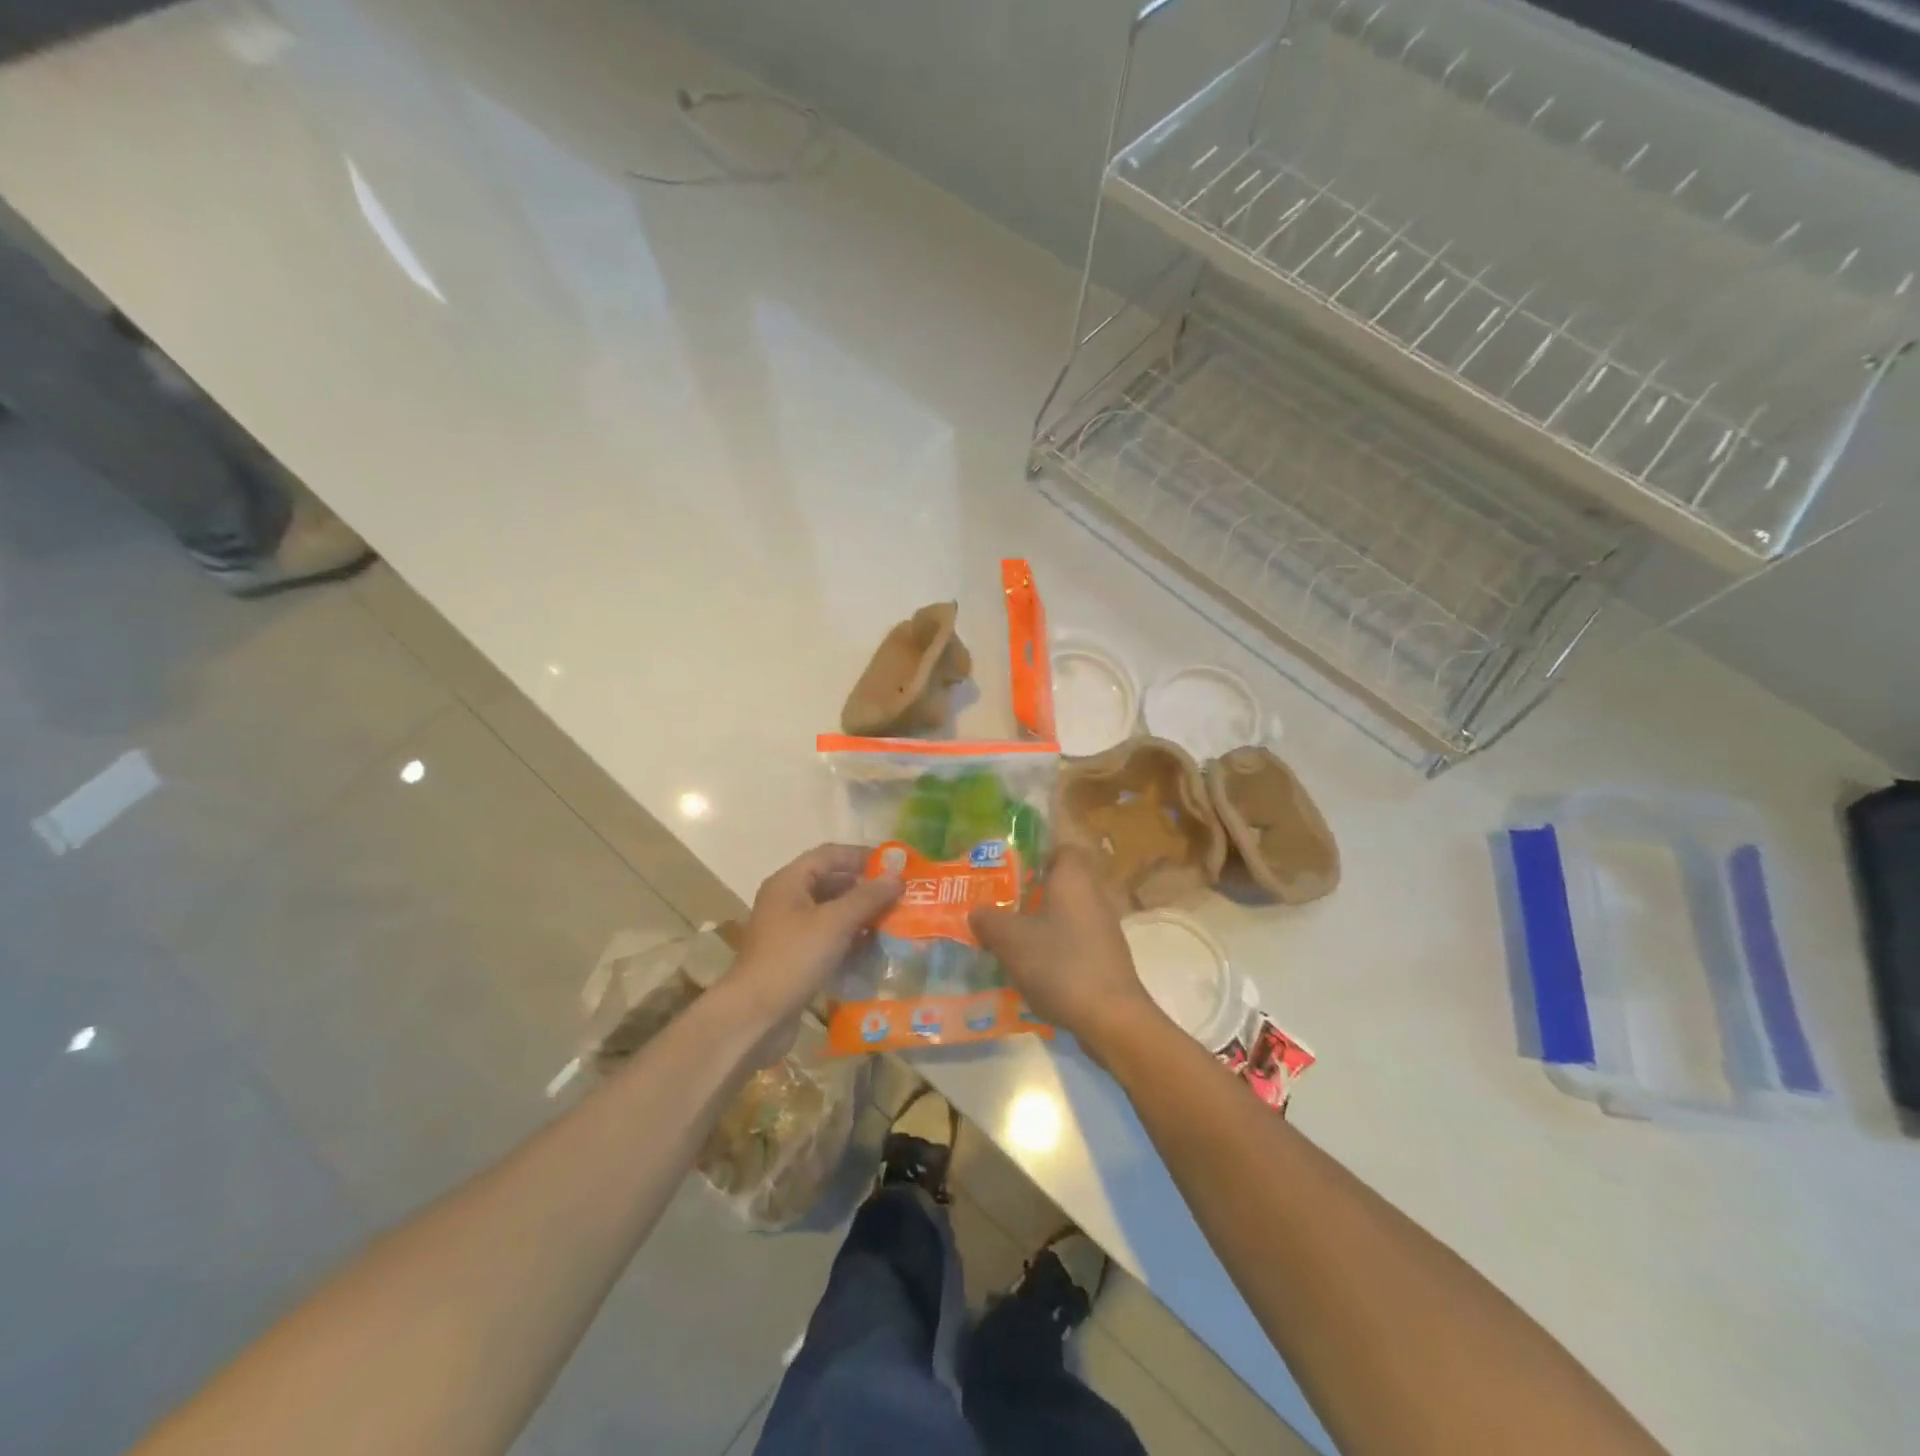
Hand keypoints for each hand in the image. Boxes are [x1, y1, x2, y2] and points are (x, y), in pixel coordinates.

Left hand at [726, 844, 901, 1045]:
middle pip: (831, 883)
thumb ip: (867, 897)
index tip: (894, 867)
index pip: (829, 855)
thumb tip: (897, 876)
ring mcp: (790, 932)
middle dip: (865, 888)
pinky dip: (850, 940)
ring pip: (831, 913)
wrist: (754, 1017)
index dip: (862, 856)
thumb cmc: (793, 958)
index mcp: (789, 882)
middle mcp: (787, 901)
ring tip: (894, 922)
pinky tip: (874, 949)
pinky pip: (828, 939)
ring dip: (861, 916)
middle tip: (900, 897)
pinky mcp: (795, 959)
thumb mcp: (834, 923)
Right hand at [970, 846, 1161, 1057]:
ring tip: (1007, 934)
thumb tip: (977, 912)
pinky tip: (1031, 965)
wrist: (1110, 1017)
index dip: (1034, 853)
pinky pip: (1074, 938)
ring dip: (1041, 920)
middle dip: (1031, 890)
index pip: (1059, 847)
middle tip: (999, 901)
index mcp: (1074, 877)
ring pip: (1066, 911)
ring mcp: (1104, 926)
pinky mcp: (1106, 955)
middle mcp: (1094, 894)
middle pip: (1061, 881)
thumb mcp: (1010, 940)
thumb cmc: (1059, 964)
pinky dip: (1054, 945)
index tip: (1007, 866)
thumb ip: (988, 920)